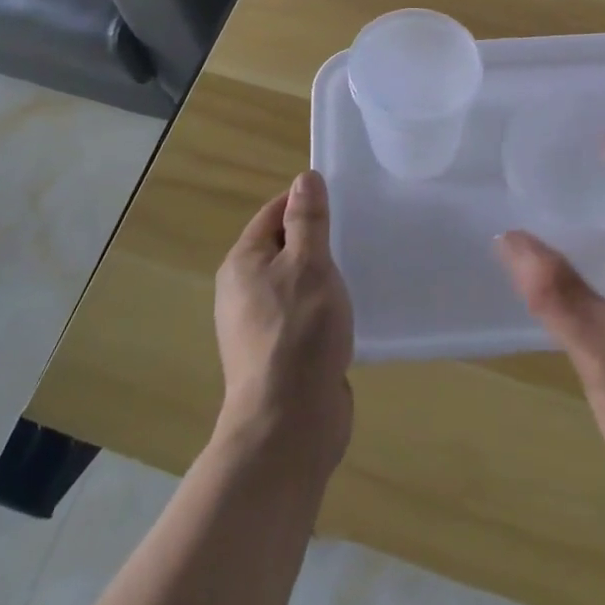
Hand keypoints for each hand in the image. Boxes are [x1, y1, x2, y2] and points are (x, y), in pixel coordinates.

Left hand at [213, 171, 354, 475]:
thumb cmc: (299, 332)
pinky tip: (352, 310)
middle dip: (319, 240)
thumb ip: (308, 220)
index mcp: (243, 263)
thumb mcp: (309, 264)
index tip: (343, 201)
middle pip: (285, 248)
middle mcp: (244, 291)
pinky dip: (326, 308)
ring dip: (325, 276)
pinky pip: (305, 315)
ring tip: (361, 268)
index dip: (305, 203)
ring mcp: (260, 326)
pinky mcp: (281, 355)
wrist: (290, 425)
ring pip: (297, 283)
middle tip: (358, 232)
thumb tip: (304, 179)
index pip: (274, 214)